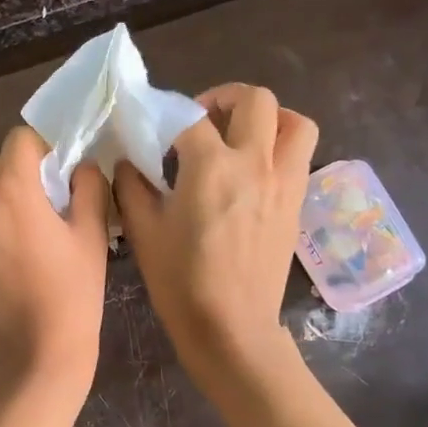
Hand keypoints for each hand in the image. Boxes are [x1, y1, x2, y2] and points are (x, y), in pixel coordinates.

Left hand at [0, 126, 110, 399]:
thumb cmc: (72, 297)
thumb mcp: (91, 238)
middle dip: (17, 179)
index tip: (54, 175)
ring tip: (8, 232)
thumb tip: (80, 165)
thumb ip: (88, 188)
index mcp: (12, 190)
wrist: (34, 359)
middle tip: (39, 211)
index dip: (41, 151)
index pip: (20, 140)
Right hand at [115, 83, 318, 386]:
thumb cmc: (181, 282)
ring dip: (269, 118)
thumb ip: (132, 187)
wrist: (231, 329)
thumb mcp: (143, 232)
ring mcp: (284, 183)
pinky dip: (280, 149)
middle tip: (203, 120)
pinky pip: (299, 157)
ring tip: (241, 136)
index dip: (167, 115)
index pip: (189, 117)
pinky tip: (251, 174)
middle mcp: (255, 164)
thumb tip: (128, 162)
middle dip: (226, 98)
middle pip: (257, 100)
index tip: (154, 129)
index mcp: (211, 167)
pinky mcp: (296, 204)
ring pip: (295, 123)